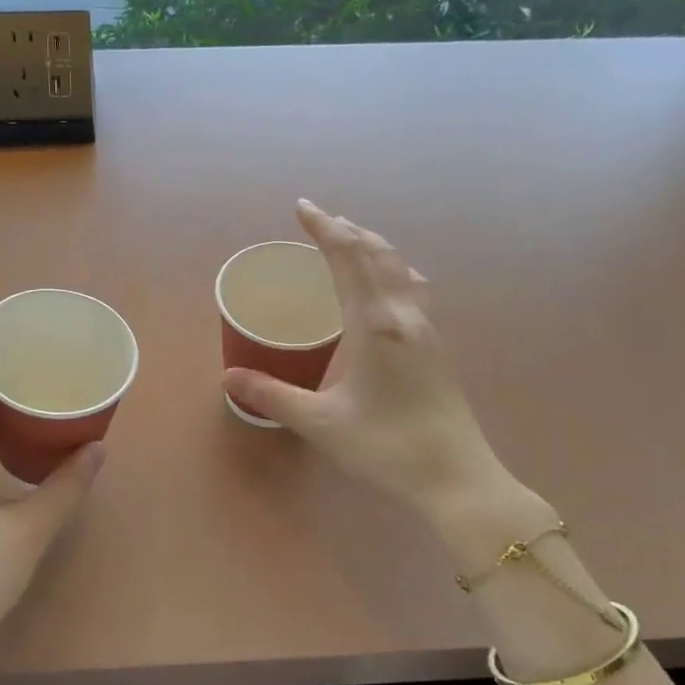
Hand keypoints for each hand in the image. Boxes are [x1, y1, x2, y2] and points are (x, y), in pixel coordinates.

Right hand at [223, 200, 528, 528]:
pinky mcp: (437, 348)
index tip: (303, 207)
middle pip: (379, 254)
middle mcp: (405, 316)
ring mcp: (427, 330)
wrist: (456, 478)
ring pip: (400, 269)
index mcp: (375, 324)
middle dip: (348, 230)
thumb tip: (228, 377)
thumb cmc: (386, 448)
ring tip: (352, 242)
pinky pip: (412, 290)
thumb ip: (273, 396)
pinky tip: (388, 289)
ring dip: (374, 247)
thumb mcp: (321, 423)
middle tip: (321, 220)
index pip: (348, 258)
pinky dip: (392, 271)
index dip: (325, 228)